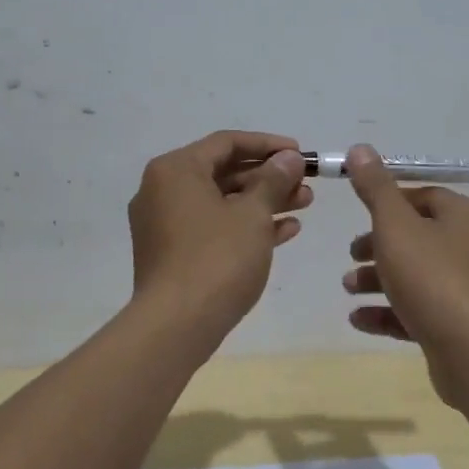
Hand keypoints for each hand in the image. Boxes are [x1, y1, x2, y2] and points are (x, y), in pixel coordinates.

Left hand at [128, 130, 312, 338]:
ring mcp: (165, 224)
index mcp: (175, 170)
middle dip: (269, 177)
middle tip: (306, 184)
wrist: (177, 326)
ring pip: (221, 201)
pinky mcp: (172, 253)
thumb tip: (289, 157)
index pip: (226, 143)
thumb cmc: (217, 258)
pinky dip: (245, 226)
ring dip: (263, 202)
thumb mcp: (253, 214)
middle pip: (223, 172)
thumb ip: (273, 180)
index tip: (300, 154)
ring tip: (304, 204)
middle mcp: (163, 190)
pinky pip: (213, 227)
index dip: (267, 145)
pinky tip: (285, 232)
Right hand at [339, 144, 468, 407]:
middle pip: (417, 237)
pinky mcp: (459, 324)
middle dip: (377, 246)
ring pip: (415, 275)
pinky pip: (418, 309)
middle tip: (351, 255)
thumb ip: (375, 188)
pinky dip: (389, 311)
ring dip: (378, 279)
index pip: (424, 196)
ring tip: (348, 289)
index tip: (358, 215)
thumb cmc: (433, 278)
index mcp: (466, 215)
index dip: (388, 203)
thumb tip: (361, 148)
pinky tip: (358, 319)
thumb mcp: (395, 226)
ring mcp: (468, 288)